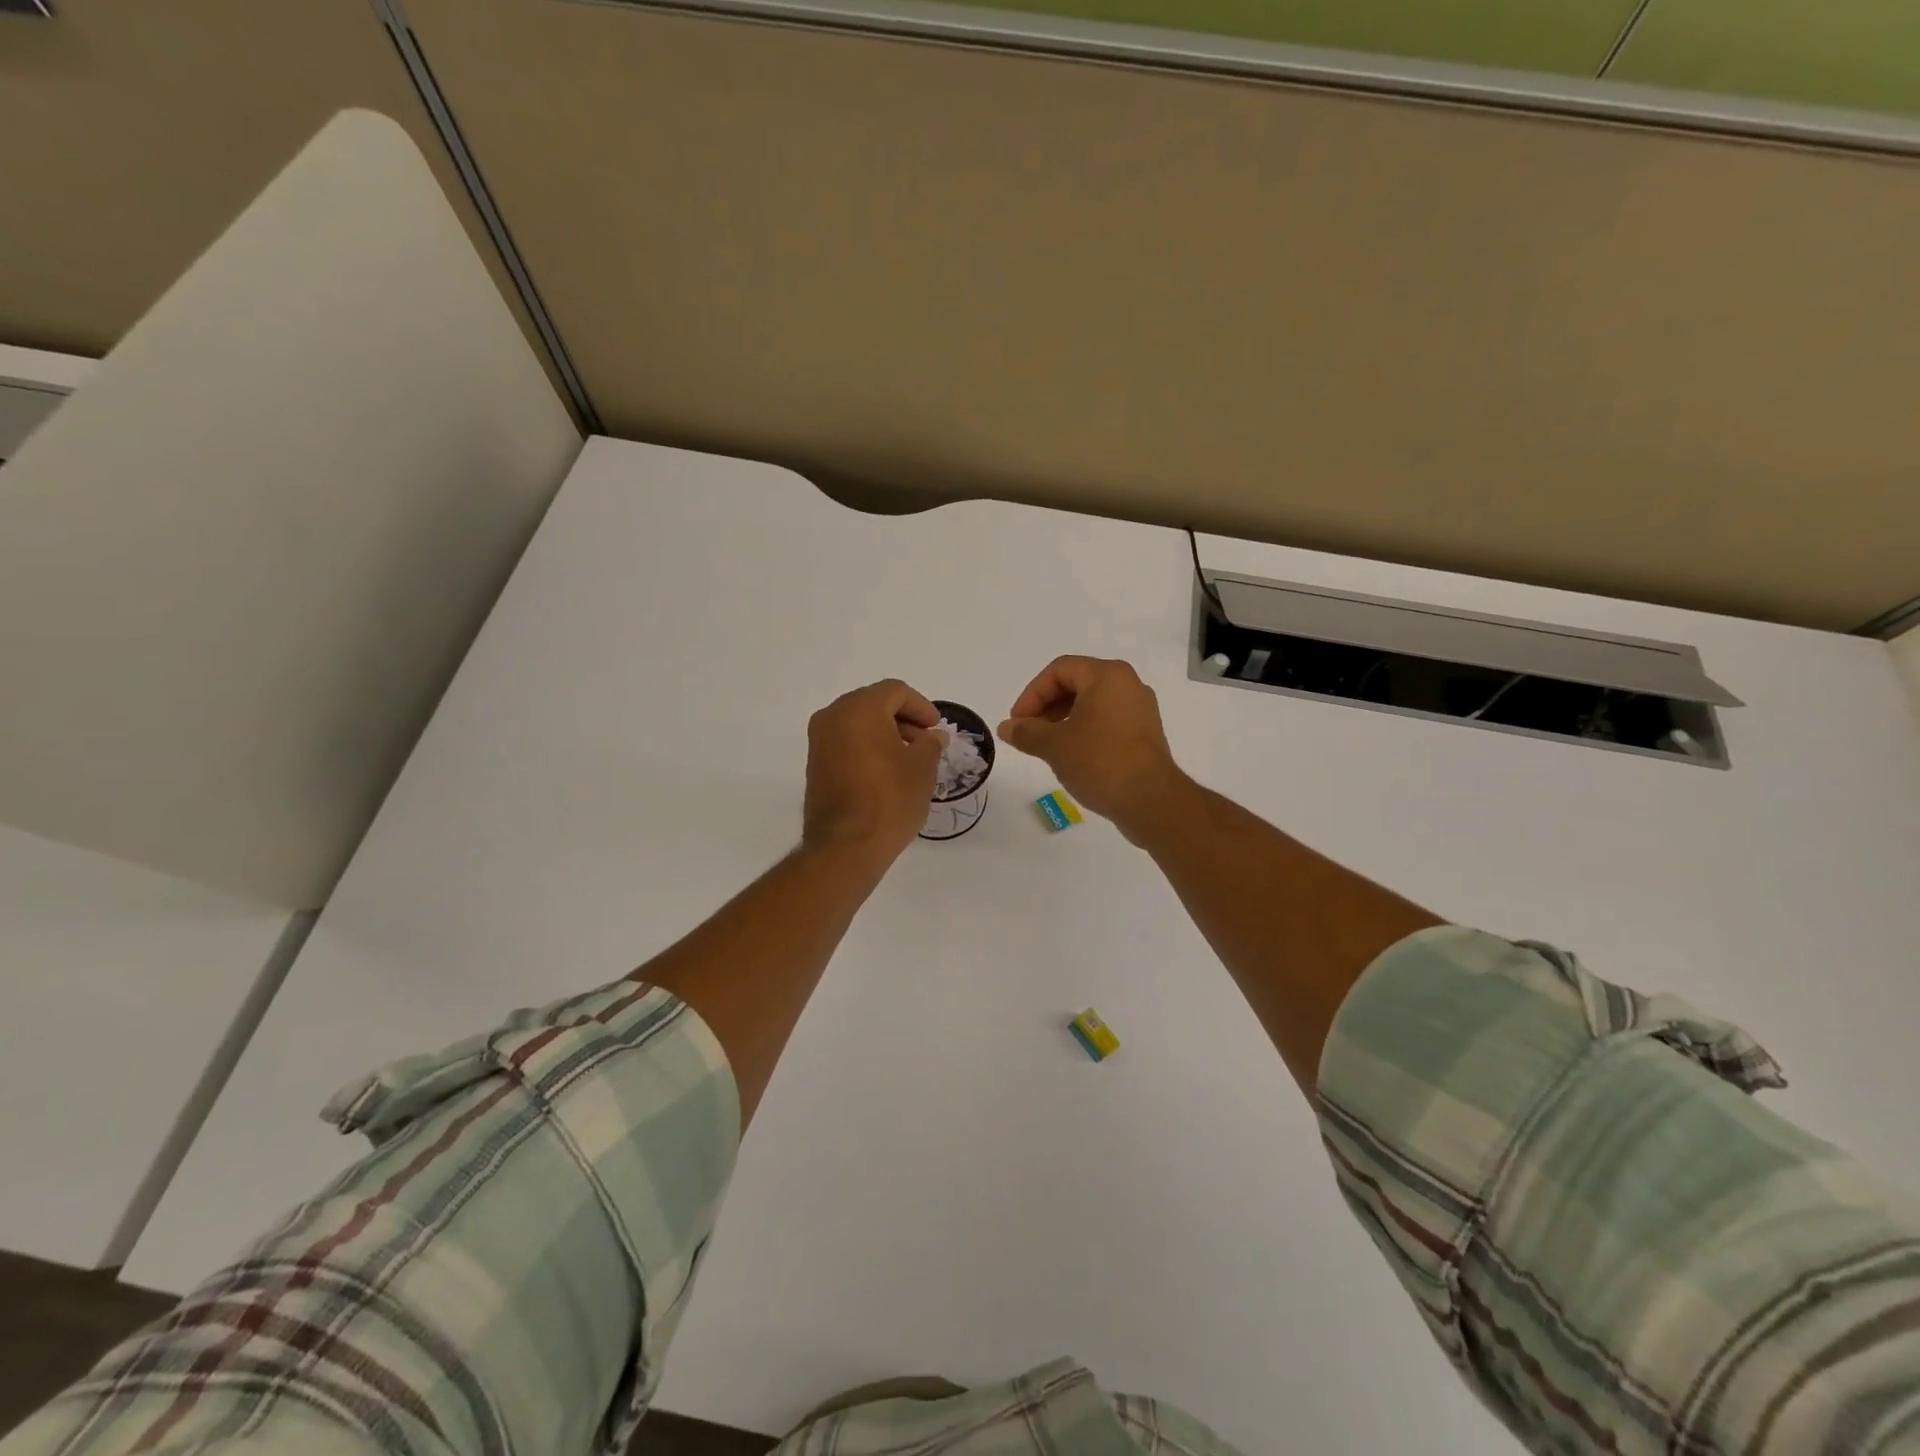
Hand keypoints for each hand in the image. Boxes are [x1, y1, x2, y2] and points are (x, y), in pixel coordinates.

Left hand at [803, 680, 943, 869]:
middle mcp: (833, 716)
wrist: (845, 846)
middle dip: (902, 719)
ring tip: (909, 760)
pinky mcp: (815, 764)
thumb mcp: (922, 768)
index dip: (921, 707)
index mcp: (859, 708)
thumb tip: (933, 736)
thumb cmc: (889, 799)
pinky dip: (867, 747)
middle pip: (873, 703)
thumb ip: (930, 744)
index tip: (936, 729)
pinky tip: (886, 771)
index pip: (895, 691)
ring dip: (885, 733)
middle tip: (925, 742)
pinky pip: (845, 742)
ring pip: (857, 723)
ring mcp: (819, 741)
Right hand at [997, 656, 1184, 836]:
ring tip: (1046, 746)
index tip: (1017, 722)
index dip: (1032, 693)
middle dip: (1046, 706)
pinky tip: (1072, 756)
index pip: (1059, 670)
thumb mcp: (1054, 745)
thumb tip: (1006, 728)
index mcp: (1107, 675)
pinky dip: (1084, 730)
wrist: (1150, 800)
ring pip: (1092, 703)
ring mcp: (1140, 709)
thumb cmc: (1099, 761)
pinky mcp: (1145, 733)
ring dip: (1063, 719)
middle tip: (1028, 733)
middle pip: (1077, 683)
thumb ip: (1026, 732)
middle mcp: (1128, 684)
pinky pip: (1107, 721)